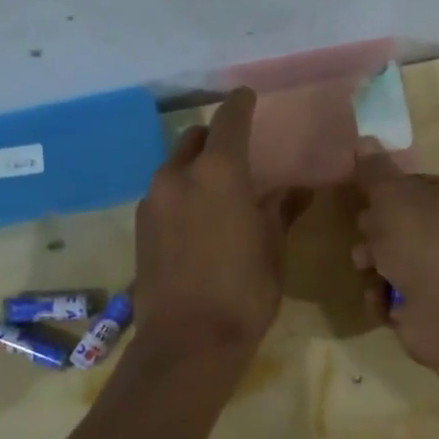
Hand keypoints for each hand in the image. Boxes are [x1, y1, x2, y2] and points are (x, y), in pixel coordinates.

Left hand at [134, 88, 309, 357]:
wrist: (188, 342)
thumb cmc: (244, 292)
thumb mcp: (272, 248)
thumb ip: (281, 209)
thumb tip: (298, 188)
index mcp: (217, 173)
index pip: (229, 121)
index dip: (240, 105)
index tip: (248, 96)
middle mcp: (178, 176)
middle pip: (195, 139)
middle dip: (215, 138)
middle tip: (238, 151)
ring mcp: (153, 201)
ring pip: (176, 167)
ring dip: (196, 167)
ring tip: (219, 188)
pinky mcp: (140, 226)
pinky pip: (164, 193)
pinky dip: (182, 192)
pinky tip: (198, 217)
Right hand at [350, 151, 438, 369]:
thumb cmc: (427, 239)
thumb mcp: (394, 194)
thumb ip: (375, 170)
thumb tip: (364, 139)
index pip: (417, 185)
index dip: (386, 192)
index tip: (364, 198)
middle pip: (402, 224)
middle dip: (375, 233)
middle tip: (367, 237)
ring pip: (394, 260)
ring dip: (373, 265)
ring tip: (369, 270)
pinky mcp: (432, 307)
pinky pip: (395, 294)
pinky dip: (383, 296)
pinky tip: (382, 299)